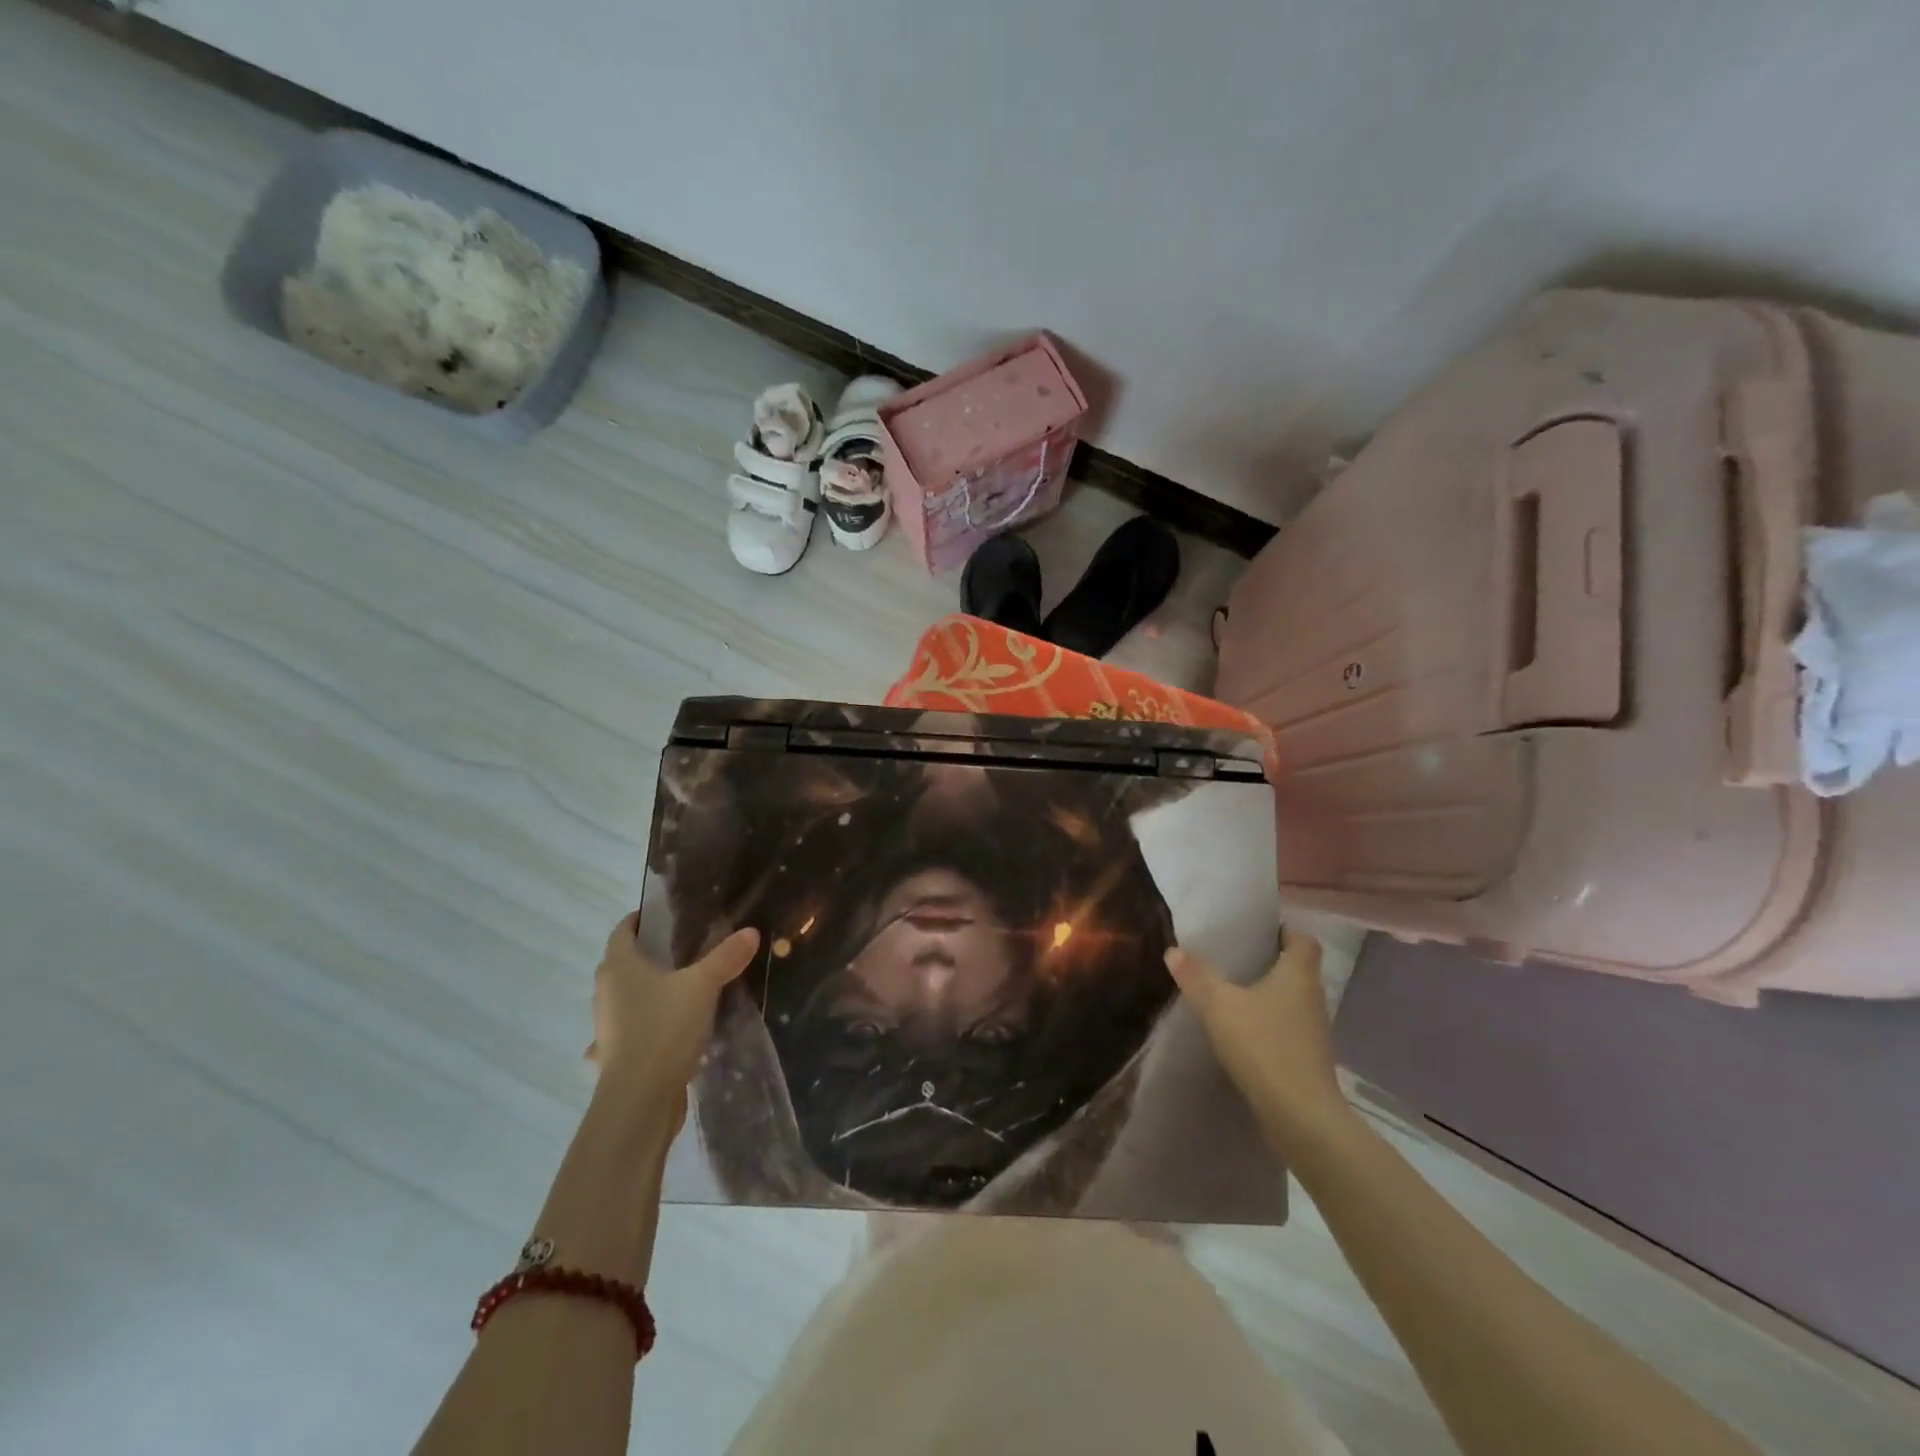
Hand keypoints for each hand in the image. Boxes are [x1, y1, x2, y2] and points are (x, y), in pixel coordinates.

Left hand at [587, 914, 759, 1107]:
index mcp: (619, 967)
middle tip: (685, 950)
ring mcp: (607, 1026)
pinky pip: (630, 1031)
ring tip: (683, 989)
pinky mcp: (615, 1055)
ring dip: (647, 992)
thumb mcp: (703, 986)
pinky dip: (645, 1027)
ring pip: (626, 998)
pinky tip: (668, 1032)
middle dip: (649, 955)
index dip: (640, 919)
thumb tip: (750, 932)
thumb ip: (726, 957)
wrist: (640, 1100)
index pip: (623, 930)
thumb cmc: (664, 1029)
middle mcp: (606, 992)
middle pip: (623, 963)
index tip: (666, 916)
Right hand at [1165, 930, 1353, 1149]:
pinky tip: (1242, 1032)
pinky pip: (1287, 1028)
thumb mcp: (1220, 1006)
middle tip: (1233, 958)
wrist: (1301, 1117)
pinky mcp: (1308, 1059)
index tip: (1256, 932)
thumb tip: (1174, 950)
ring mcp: (1314, 1031)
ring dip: (1268, 995)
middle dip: (1269, 962)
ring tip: (1232, 993)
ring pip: (1292, 1000)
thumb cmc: (1264, 1046)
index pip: (1303, 939)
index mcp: (1299, 974)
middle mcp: (1313, 997)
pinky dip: (1269, 1024)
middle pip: (1297, 969)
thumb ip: (1197, 976)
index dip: (1283, 931)